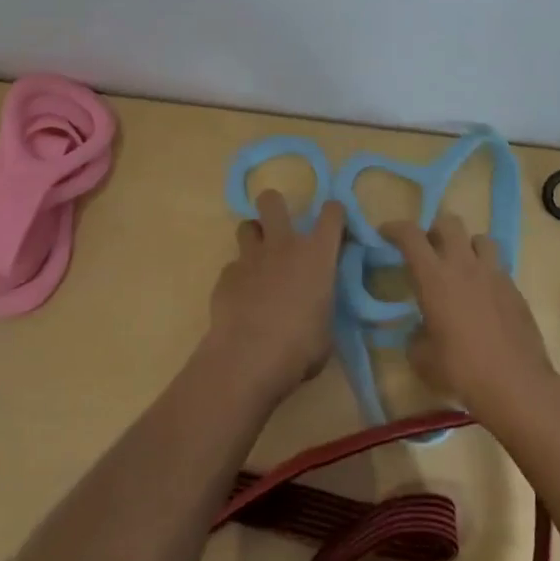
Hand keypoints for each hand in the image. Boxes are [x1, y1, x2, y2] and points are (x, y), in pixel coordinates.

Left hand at [203, 190, 343, 403]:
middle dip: (274, 207)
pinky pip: (233, 267)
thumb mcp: (326, 329)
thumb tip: (315, 307)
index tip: (333, 226)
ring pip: (246, 226)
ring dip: (253, 239)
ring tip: (258, 262)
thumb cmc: (300, 348)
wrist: (248, 359)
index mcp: (316, 255)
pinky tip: (241, 300)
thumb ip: (321, 306)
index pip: (332, 213)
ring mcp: (250, 257)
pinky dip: (238, 278)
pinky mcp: (225, 276)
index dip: (333, 214)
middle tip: (280, 229)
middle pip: (272, 201)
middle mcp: (283, 245)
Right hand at [383, 214, 559, 425]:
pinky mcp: (515, 289)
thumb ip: (416, 337)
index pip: (410, 235)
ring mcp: (493, 274)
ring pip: (480, 239)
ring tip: (461, 267)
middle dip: (434, 231)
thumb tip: (421, 331)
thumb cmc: (462, 371)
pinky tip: (483, 297)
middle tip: (428, 251)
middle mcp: (464, 266)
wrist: (517, 386)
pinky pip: (498, 267)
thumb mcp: (423, 360)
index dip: (394, 228)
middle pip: (449, 223)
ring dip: (466, 246)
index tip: (385, 233)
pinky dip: (486, 273)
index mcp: (434, 277)